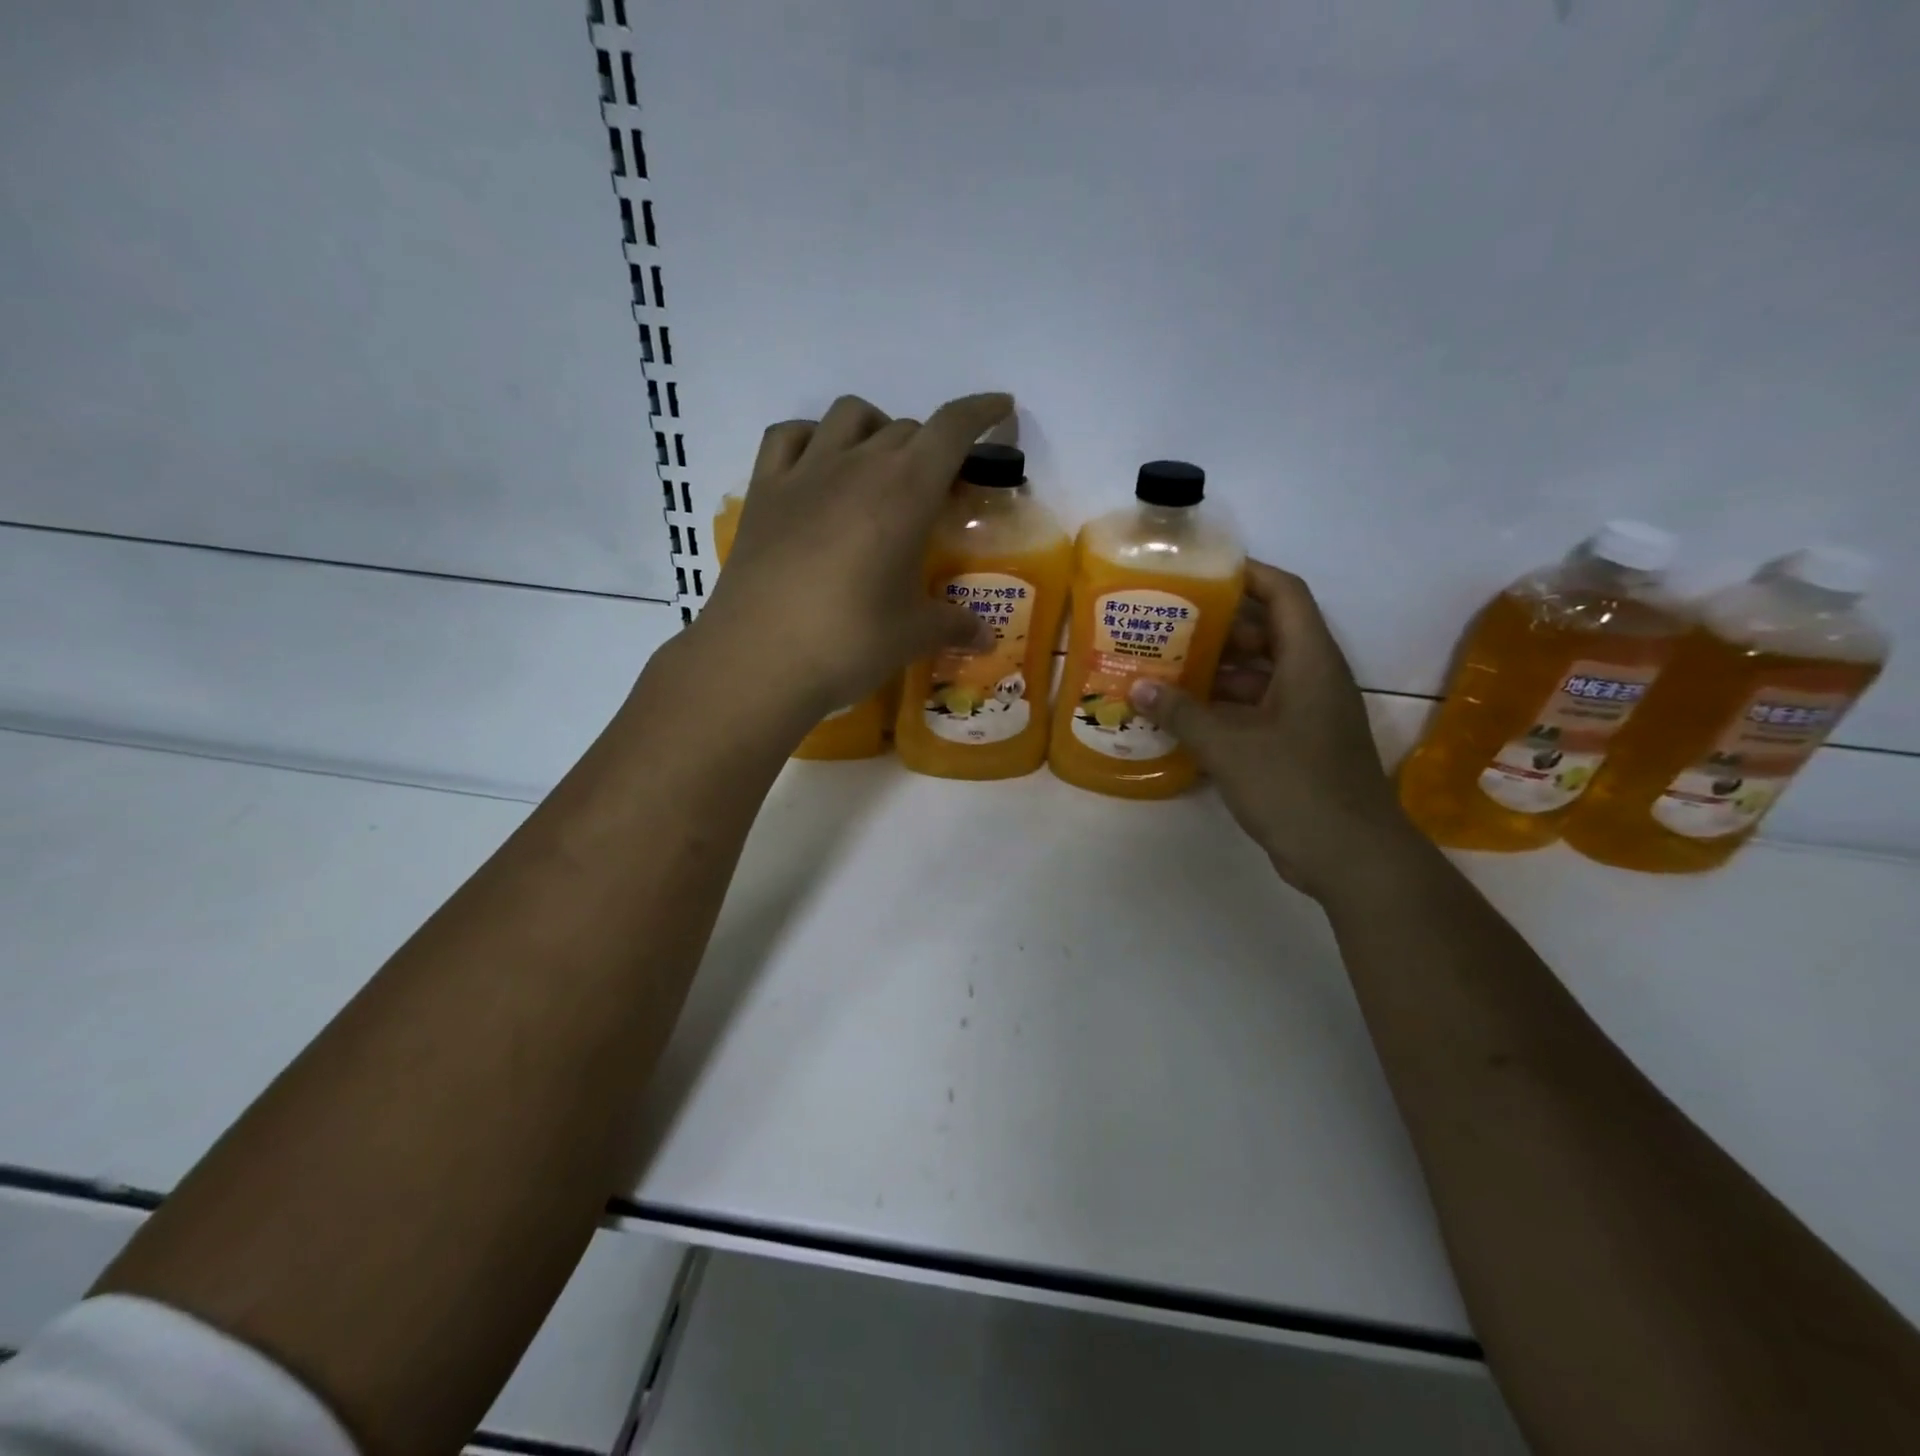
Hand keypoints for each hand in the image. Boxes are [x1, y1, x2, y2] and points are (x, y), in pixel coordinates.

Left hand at [688, 392, 1010, 722]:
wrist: (758, 660)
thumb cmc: (849, 642)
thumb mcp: (913, 635)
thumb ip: (954, 626)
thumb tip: (987, 639)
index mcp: (905, 490)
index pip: (951, 429)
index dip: (981, 411)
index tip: (1000, 408)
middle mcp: (857, 465)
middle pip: (905, 428)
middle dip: (932, 448)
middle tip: (938, 491)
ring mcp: (804, 473)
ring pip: (848, 415)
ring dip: (876, 429)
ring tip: (881, 468)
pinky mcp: (763, 492)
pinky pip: (788, 437)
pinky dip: (813, 438)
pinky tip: (819, 468)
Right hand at [1128, 561, 1420, 902]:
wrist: (1351, 857)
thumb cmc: (1296, 787)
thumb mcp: (1230, 747)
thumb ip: (1182, 713)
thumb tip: (1137, 687)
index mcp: (1310, 662)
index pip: (1284, 594)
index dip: (1248, 575)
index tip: (1202, 572)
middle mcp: (1312, 679)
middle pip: (1267, 633)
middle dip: (1218, 626)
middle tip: (1166, 623)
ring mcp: (1307, 714)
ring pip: (1259, 674)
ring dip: (1216, 670)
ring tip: (1163, 666)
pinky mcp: (1298, 745)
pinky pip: (1257, 709)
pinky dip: (1223, 706)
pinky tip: (1182, 714)